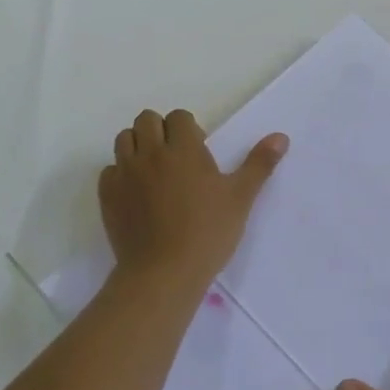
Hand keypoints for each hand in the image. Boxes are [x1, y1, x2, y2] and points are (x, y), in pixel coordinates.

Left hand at [98, 109, 286, 290]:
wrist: (164, 272)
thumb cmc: (208, 232)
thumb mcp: (240, 197)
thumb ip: (259, 164)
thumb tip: (281, 137)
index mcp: (183, 148)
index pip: (179, 117)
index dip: (189, 129)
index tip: (199, 152)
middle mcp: (150, 153)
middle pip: (147, 120)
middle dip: (161, 130)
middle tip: (176, 158)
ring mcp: (125, 173)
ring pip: (124, 139)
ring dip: (138, 146)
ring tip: (154, 171)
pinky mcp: (108, 195)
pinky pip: (109, 170)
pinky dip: (121, 174)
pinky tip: (136, 193)